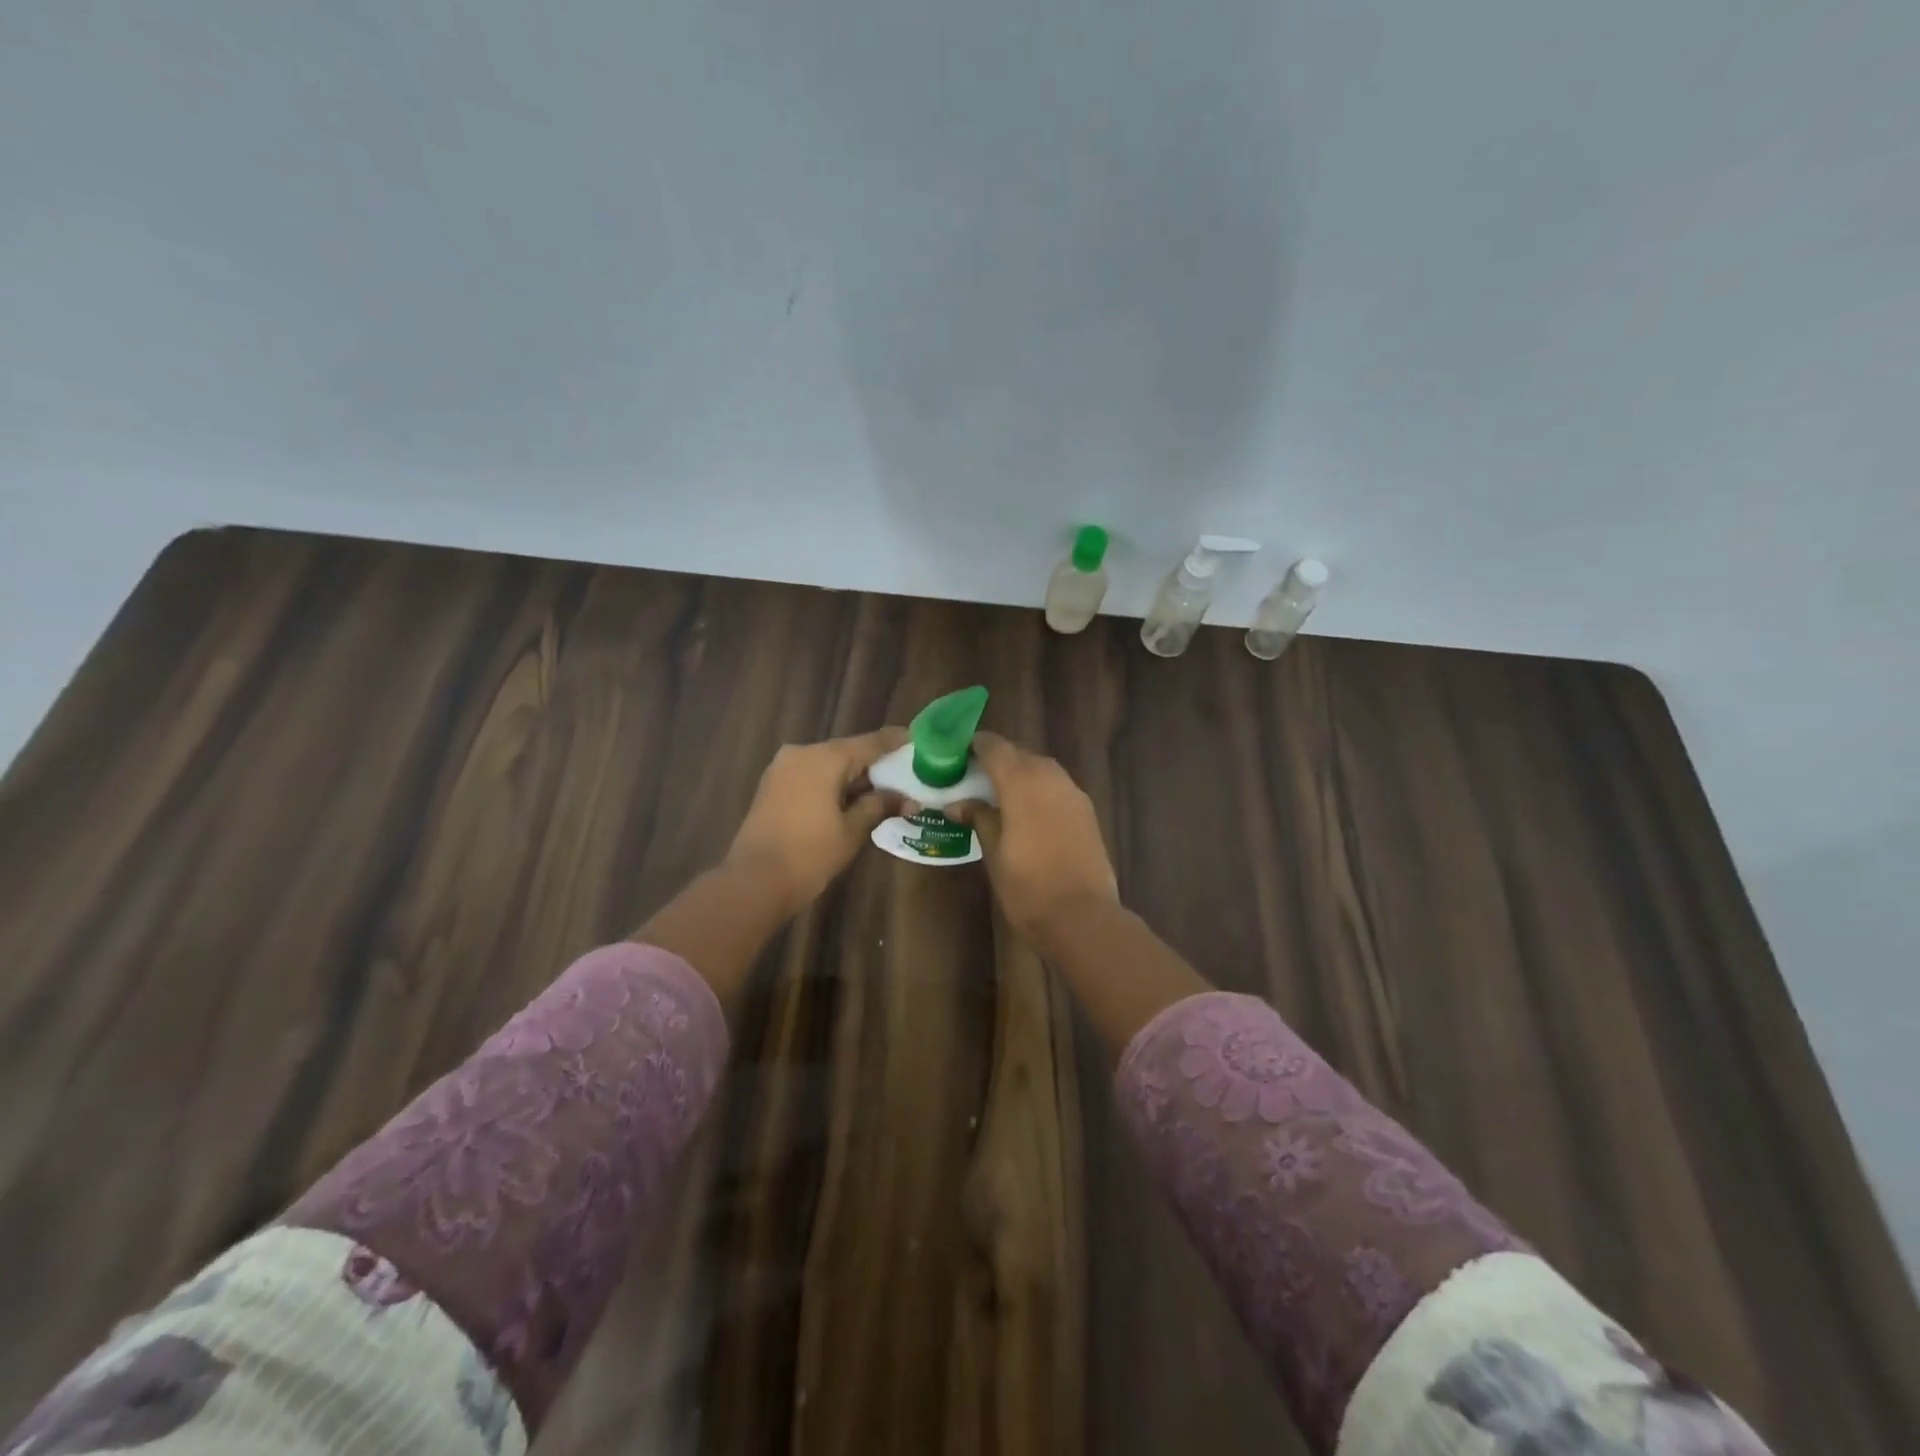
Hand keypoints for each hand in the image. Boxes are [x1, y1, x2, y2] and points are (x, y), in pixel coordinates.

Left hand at [725, 728, 907, 914]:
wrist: (754, 881)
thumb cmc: (810, 853)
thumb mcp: (852, 830)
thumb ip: (879, 806)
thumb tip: (907, 799)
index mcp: (825, 758)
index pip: (870, 743)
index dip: (895, 741)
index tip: (917, 738)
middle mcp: (802, 752)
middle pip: (847, 751)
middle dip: (875, 762)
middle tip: (904, 771)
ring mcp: (783, 768)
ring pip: (828, 764)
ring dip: (853, 775)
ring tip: (882, 787)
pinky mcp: (772, 785)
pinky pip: (811, 775)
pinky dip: (832, 782)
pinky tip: (851, 797)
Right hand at [946, 731, 1119, 944]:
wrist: (1083, 917)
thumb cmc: (1028, 888)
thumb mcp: (994, 854)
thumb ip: (979, 819)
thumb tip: (958, 804)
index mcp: (1022, 783)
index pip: (995, 747)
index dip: (975, 745)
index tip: (957, 753)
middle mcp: (1050, 777)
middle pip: (1020, 754)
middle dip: (997, 759)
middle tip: (973, 776)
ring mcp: (1073, 793)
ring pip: (1041, 768)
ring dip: (1020, 773)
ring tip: (998, 793)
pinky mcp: (1086, 811)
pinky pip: (1057, 786)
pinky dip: (1039, 789)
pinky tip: (1027, 810)